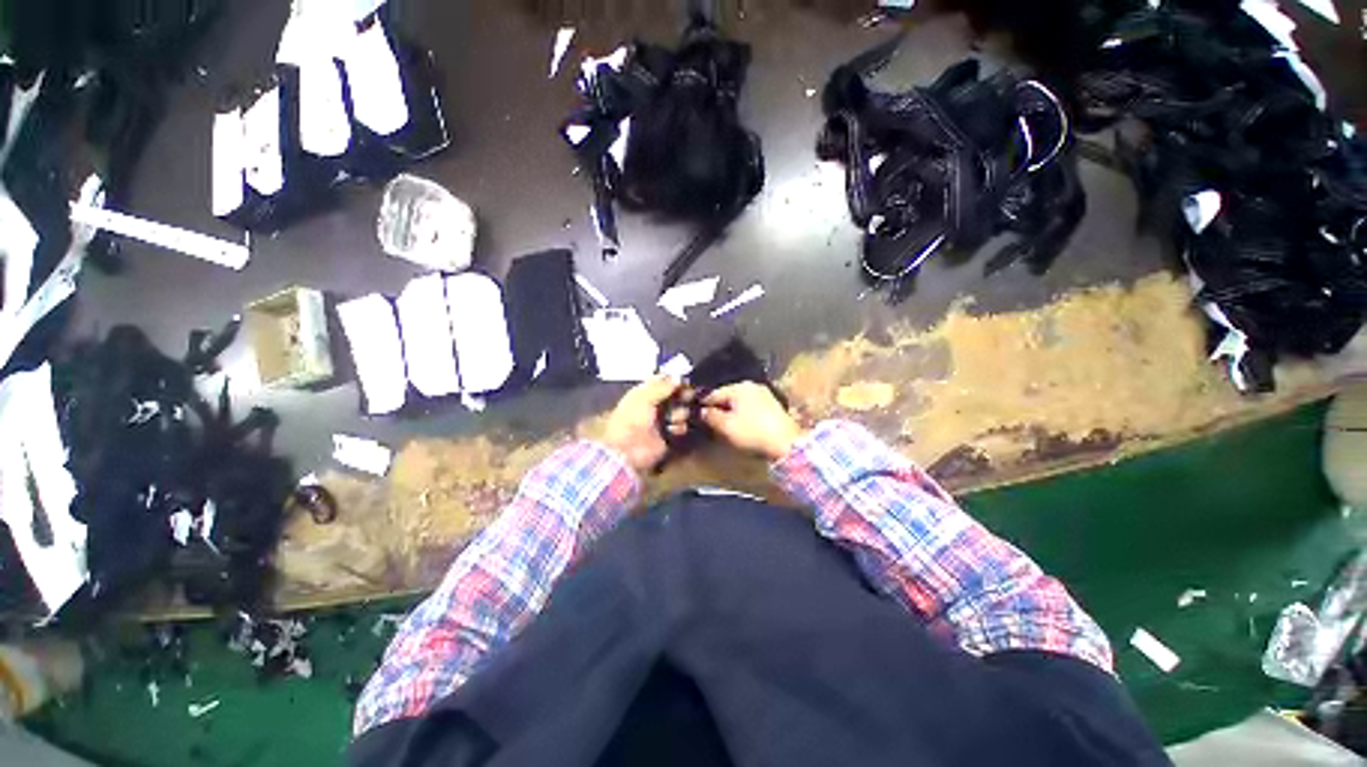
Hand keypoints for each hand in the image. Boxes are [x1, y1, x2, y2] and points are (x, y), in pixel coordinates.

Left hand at [603, 377, 689, 471]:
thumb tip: (679, 377)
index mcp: (643, 393)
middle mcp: (654, 405)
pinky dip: (679, 427)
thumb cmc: (632, 419)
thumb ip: (662, 386)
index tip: (685, 381)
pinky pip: (681, 427)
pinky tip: (673, 429)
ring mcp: (661, 420)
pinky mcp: (668, 435)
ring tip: (674, 418)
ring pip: (680, 411)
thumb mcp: (644, 398)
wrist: (627, 450)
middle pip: (674, 396)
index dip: (674, 380)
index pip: (662, 382)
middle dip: (682, 396)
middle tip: (689, 396)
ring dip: (680, 413)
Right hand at [701, 382, 804, 460]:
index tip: (695, 415)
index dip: (703, 405)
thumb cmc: (752, 432)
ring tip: (724, 424)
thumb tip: (702, 411)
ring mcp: (764, 394)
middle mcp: (752, 386)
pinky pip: (750, 406)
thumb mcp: (726, 426)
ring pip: (739, 401)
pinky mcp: (772, 405)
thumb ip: (711, 416)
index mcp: (739, 387)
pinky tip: (740, 424)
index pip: (714, 394)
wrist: (787, 443)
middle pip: (727, 396)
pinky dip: (742, 413)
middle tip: (709, 421)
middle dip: (718, 407)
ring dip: (730, 411)